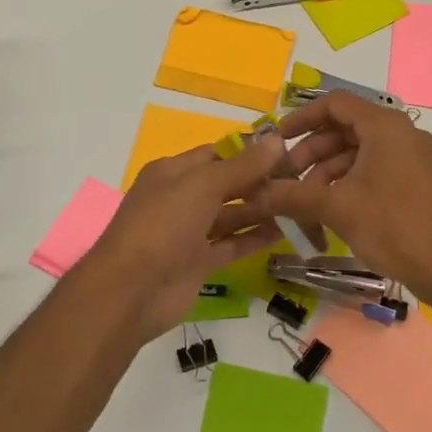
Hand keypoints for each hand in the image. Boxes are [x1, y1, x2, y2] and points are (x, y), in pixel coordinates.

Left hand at [70, 136, 286, 345]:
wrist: (130, 292)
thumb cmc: (162, 226)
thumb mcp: (201, 186)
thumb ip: (241, 166)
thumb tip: (277, 140)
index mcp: (173, 172)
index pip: (217, 154)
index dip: (249, 152)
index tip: (288, 151)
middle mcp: (181, 198)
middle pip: (227, 184)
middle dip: (260, 181)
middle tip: (302, 180)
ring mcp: (189, 232)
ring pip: (231, 215)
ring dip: (262, 210)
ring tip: (301, 204)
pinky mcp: (198, 262)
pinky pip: (231, 244)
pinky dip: (254, 238)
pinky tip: (285, 232)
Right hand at [252, 92, 431, 308]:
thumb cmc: (393, 227)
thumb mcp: (336, 208)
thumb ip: (292, 195)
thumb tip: (254, 193)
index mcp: (385, 126)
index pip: (335, 104)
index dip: (302, 118)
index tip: (277, 140)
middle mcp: (402, 133)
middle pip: (345, 129)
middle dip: (311, 152)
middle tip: (287, 179)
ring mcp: (413, 158)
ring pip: (359, 152)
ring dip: (327, 172)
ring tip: (304, 202)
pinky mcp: (417, 182)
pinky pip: (375, 169)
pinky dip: (349, 182)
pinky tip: (331, 210)